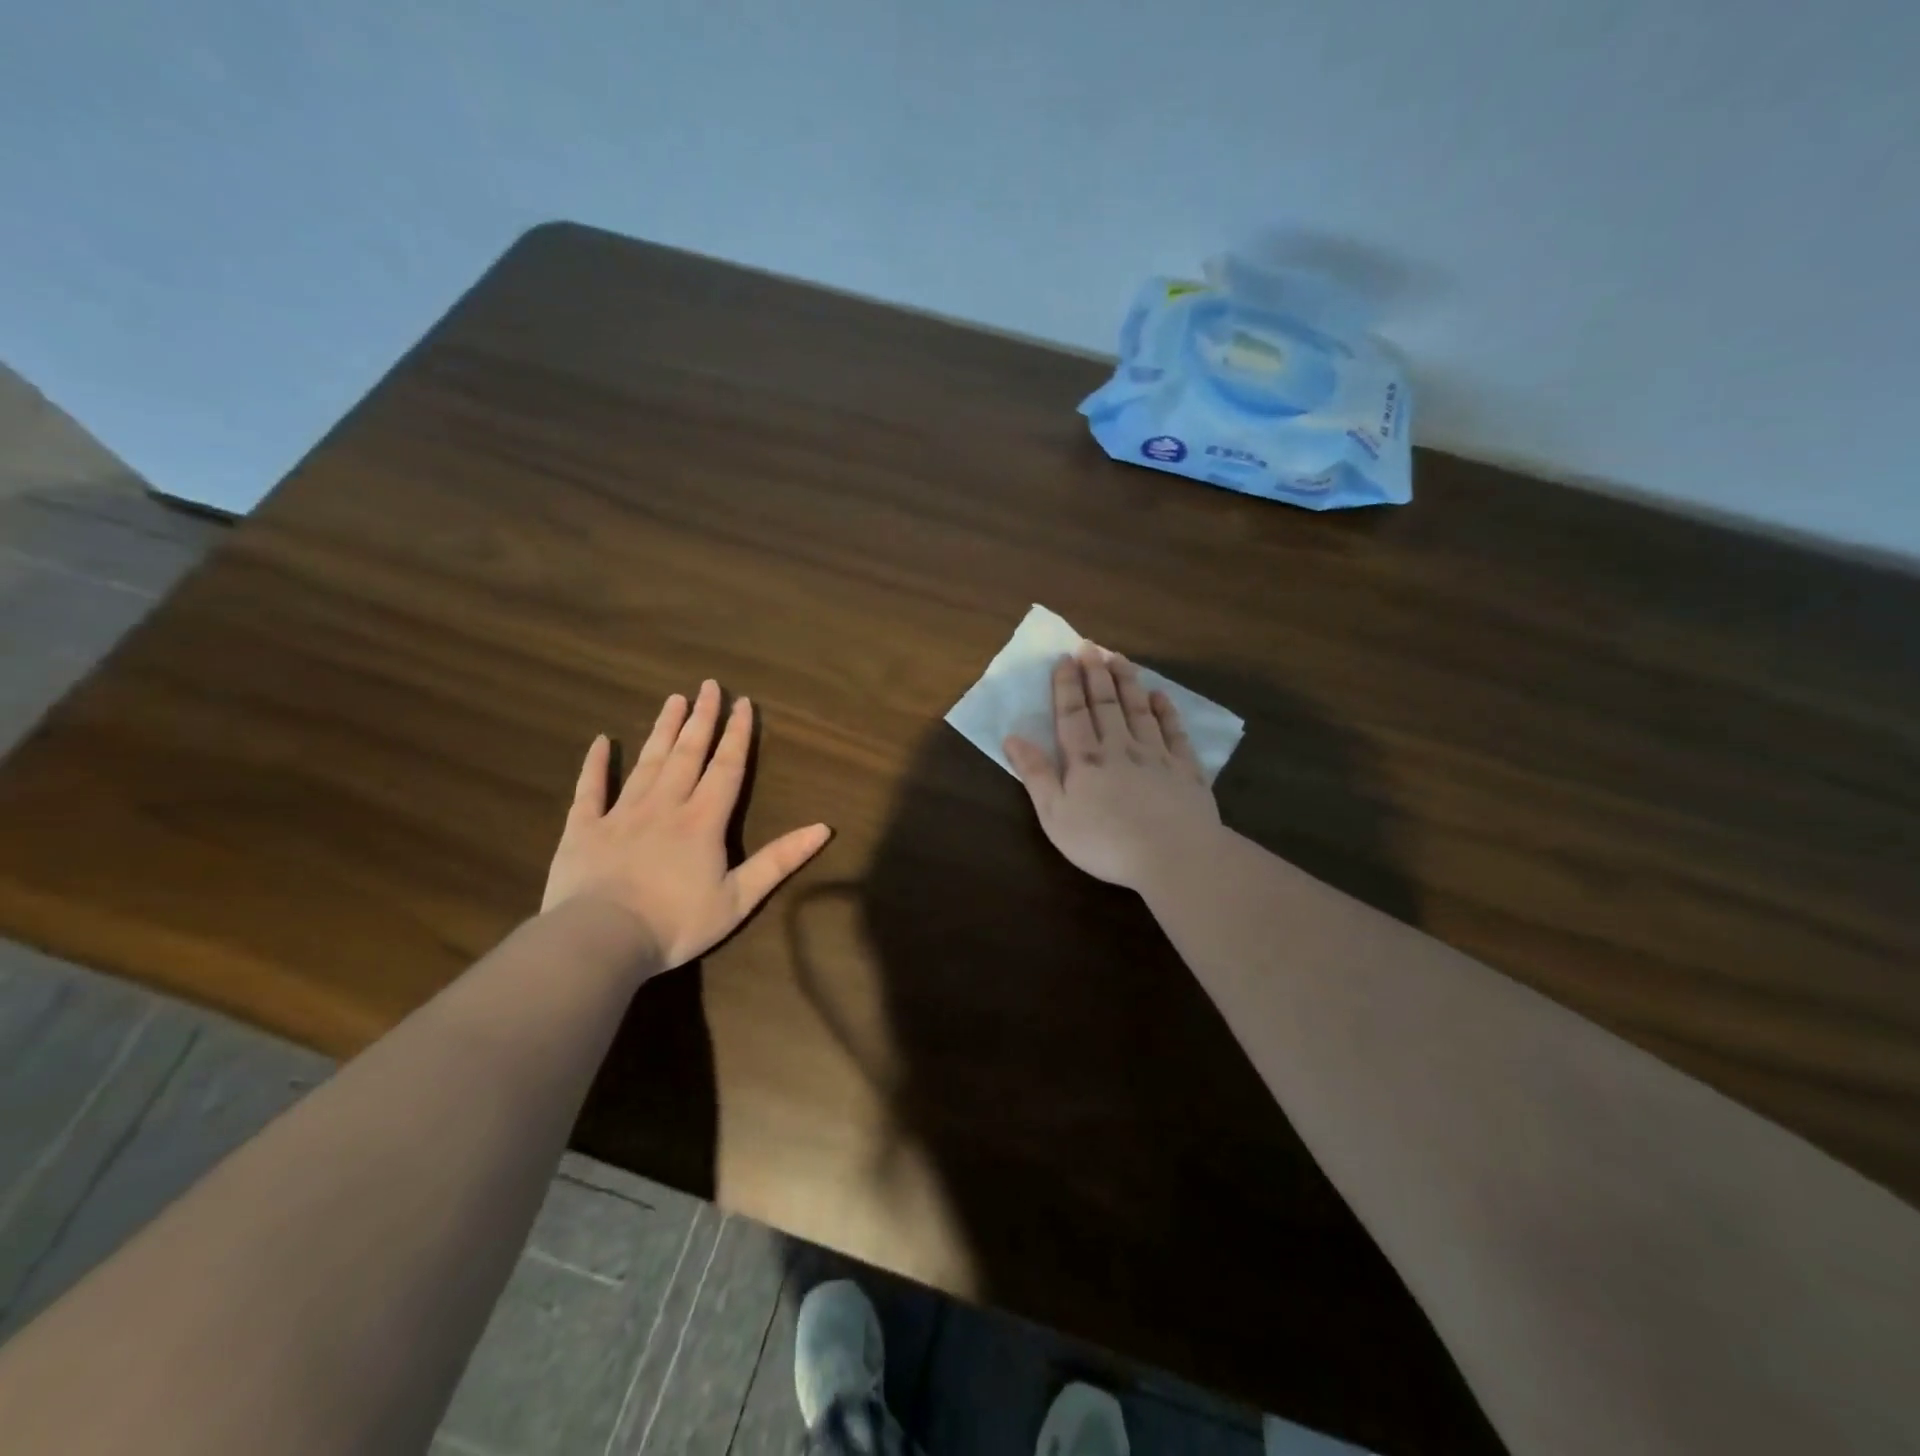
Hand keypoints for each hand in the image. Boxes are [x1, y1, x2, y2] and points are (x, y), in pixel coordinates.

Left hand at [542, 681, 831, 968]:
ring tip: (673, 699)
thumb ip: (780, 860)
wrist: (601, 941)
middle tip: (708, 685)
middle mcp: (665, 805)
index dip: (737, 735)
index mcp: (703, 821)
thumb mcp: (739, 898)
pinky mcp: (584, 829)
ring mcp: (621, 813)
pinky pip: (589, 789)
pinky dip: (595, 764)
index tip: (743, 702)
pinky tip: (600, 741)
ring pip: (647, 762)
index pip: (726, 767)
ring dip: (662, 730)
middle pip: (687, 753)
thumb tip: (824, 828)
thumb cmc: (676, 923)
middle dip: (701, 718)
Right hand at [1004, 646, 1221, 891]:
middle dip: (1096, 673)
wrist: (1174, 856)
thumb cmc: (1105, 842)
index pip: (1072, 714)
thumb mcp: (1055, 815)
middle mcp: (1120, 747)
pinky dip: (1166, 711)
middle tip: (1090, 645)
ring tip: (1119, 657)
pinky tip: (1161, 696)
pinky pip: (1174, 731)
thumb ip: (1036, 774)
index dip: (1067, 685)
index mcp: (1085, 760)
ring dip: (1127, 682)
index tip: (1065, 658)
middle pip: (1106, 703)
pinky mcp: (1186, 769)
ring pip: (1139, 709)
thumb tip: (1012, 737)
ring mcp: (1156, 755)